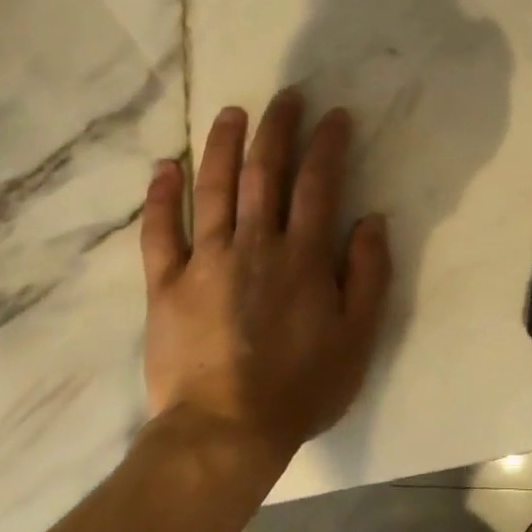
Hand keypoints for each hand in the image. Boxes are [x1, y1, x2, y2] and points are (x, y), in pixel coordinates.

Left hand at [140, 88, 391, 466]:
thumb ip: (369, 274)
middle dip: (277, 129)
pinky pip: (159, 232)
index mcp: (302, 257)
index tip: (334, 114)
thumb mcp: (358, 336)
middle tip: (285, 97)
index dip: (327, 144)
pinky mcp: (166, 285)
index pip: (318, 184)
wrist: (223, 434)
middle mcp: (254, 246)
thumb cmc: (300, 387)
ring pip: (213, 189)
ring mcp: (205, 262)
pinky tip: (165, 166)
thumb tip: (371, 220)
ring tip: (231, 112)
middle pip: (264, 173)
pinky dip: (161, 197)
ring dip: (222, 146)